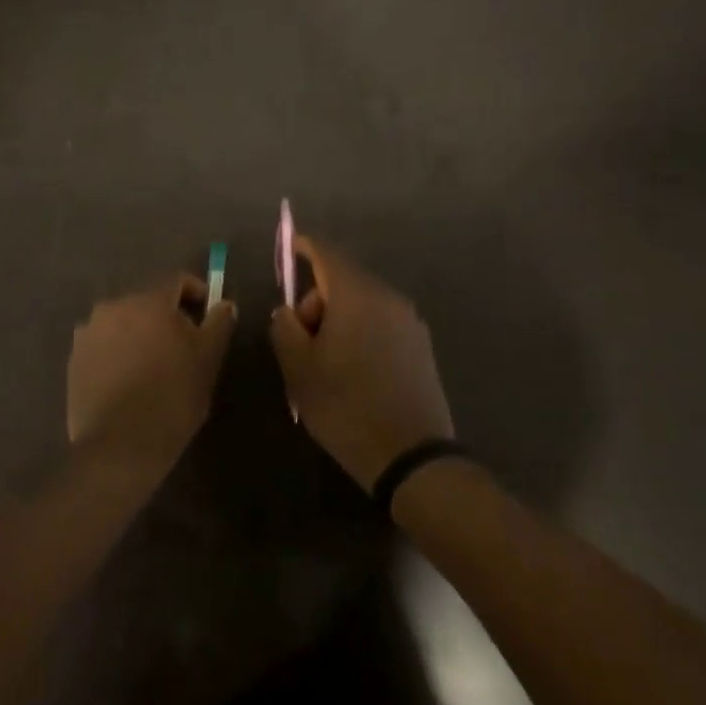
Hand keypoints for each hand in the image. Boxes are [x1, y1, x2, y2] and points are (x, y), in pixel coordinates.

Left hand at [67, 275, 235, 477]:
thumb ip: (218, 324)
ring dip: (139, 335)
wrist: (119, 446)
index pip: (177, 282)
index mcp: (148, 301)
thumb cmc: (172, 398)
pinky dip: (117, 353)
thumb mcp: (208, 360)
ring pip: (124, 323)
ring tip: (152, 367)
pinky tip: (128, 380)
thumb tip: (224, 304)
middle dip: (166, 318)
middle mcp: (114, 306)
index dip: (197, 295)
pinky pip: (103, 345)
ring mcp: (89, 332)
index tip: (208, 317)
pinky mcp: (74, 358)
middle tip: (182, 348)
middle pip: (148, 302)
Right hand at [269, 237, 453, 489]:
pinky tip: (351, 368)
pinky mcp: (421, 346)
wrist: (411, 457)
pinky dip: (360, 331)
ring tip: (324, 361)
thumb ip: (285, 327)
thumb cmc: (346, 406)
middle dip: (317, 299)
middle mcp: (388, 298)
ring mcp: (409, 322)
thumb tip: (288, 311)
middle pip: (344, 279)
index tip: (288, 248)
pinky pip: (381, 323)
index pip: (326, 254)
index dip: (303, 247)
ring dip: (338, 318)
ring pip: (362, 303)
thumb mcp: (299, 368)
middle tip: (300, 338)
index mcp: (357, 295)